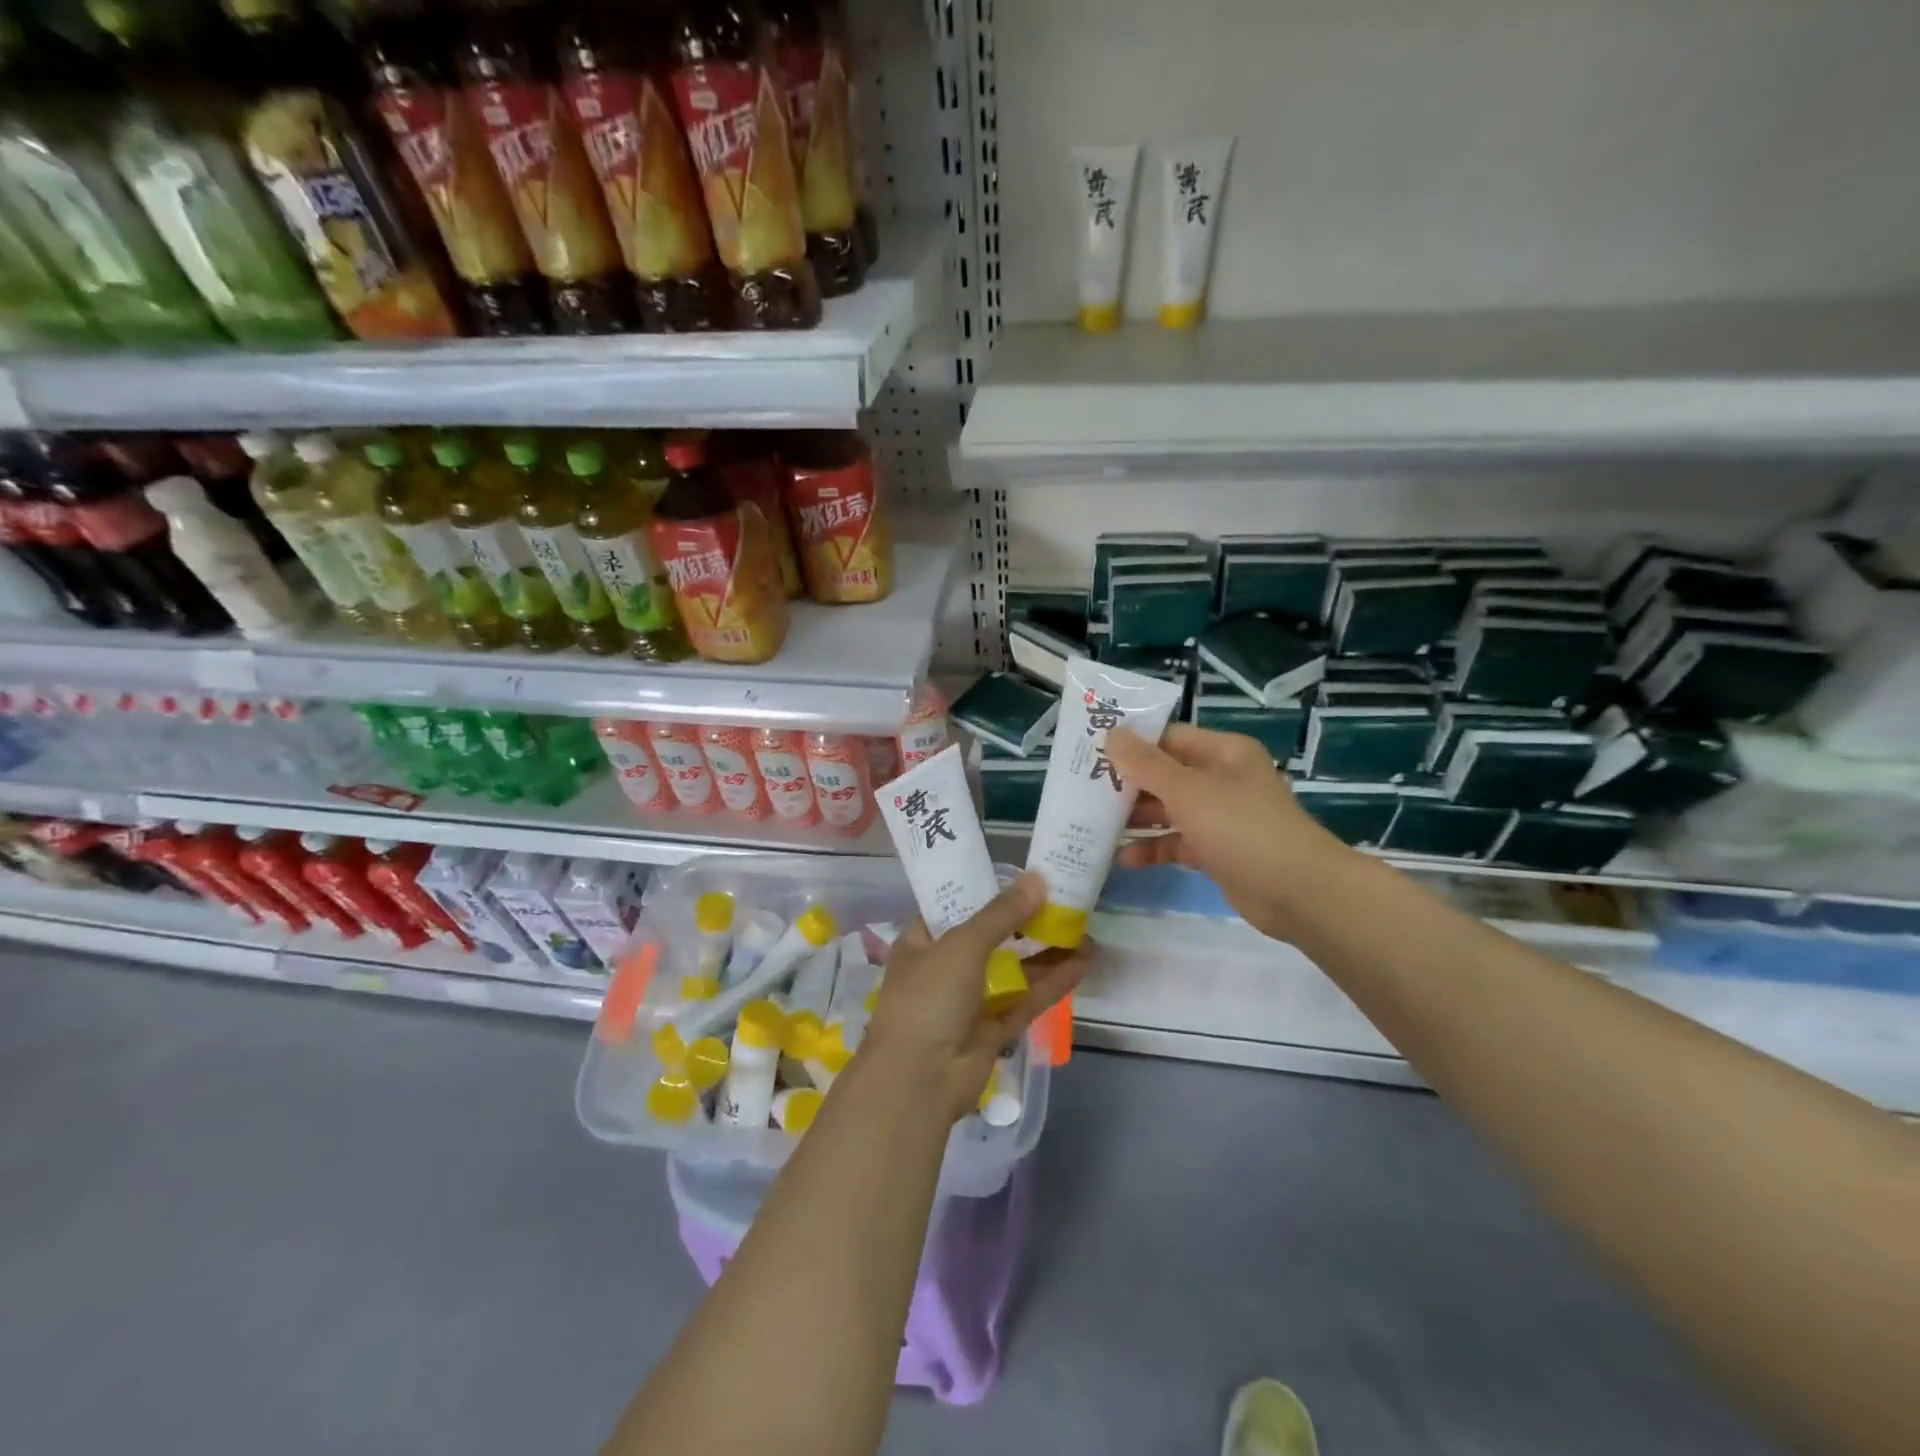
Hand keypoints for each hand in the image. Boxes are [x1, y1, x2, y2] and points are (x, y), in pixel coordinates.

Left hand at [862, 872, 1090, 1120]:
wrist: (919, 1080)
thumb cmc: (929, 997)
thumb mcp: (962, 944)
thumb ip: (1001, 914)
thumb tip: (1037, 880)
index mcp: (922, 942)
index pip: (955, 908)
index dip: (987, 892)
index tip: (1023, 879)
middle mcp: (945, 968)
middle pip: (991, 938)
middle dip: (1026, 923)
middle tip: (1062, 903)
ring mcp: (970, 1001)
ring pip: (1014, 970)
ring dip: (1047, 952)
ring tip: (1084, 930)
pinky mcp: (993, 1030)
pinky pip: (1026, 1000)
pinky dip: (1052, 982)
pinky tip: (1083, 963)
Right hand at [1106, 723, 1350, 941]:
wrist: (1297, 891)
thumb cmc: (1241, 827)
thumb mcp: (1187, 790)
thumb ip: (1146, 764)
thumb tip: (1112, 735)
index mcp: (1223, 752)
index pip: (1169, 738)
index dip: (1132, 744)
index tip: (1092, 753)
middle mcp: (1222, 779)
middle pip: (1166, 774)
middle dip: (1128, 783)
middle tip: (1085, 791)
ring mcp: (1221, 817)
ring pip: (1169, 809)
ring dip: (1137, 817)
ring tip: (1096, 824)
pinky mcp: (1218, 851)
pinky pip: (1178, 842)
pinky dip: (1154, 848)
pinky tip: (1124, 859)